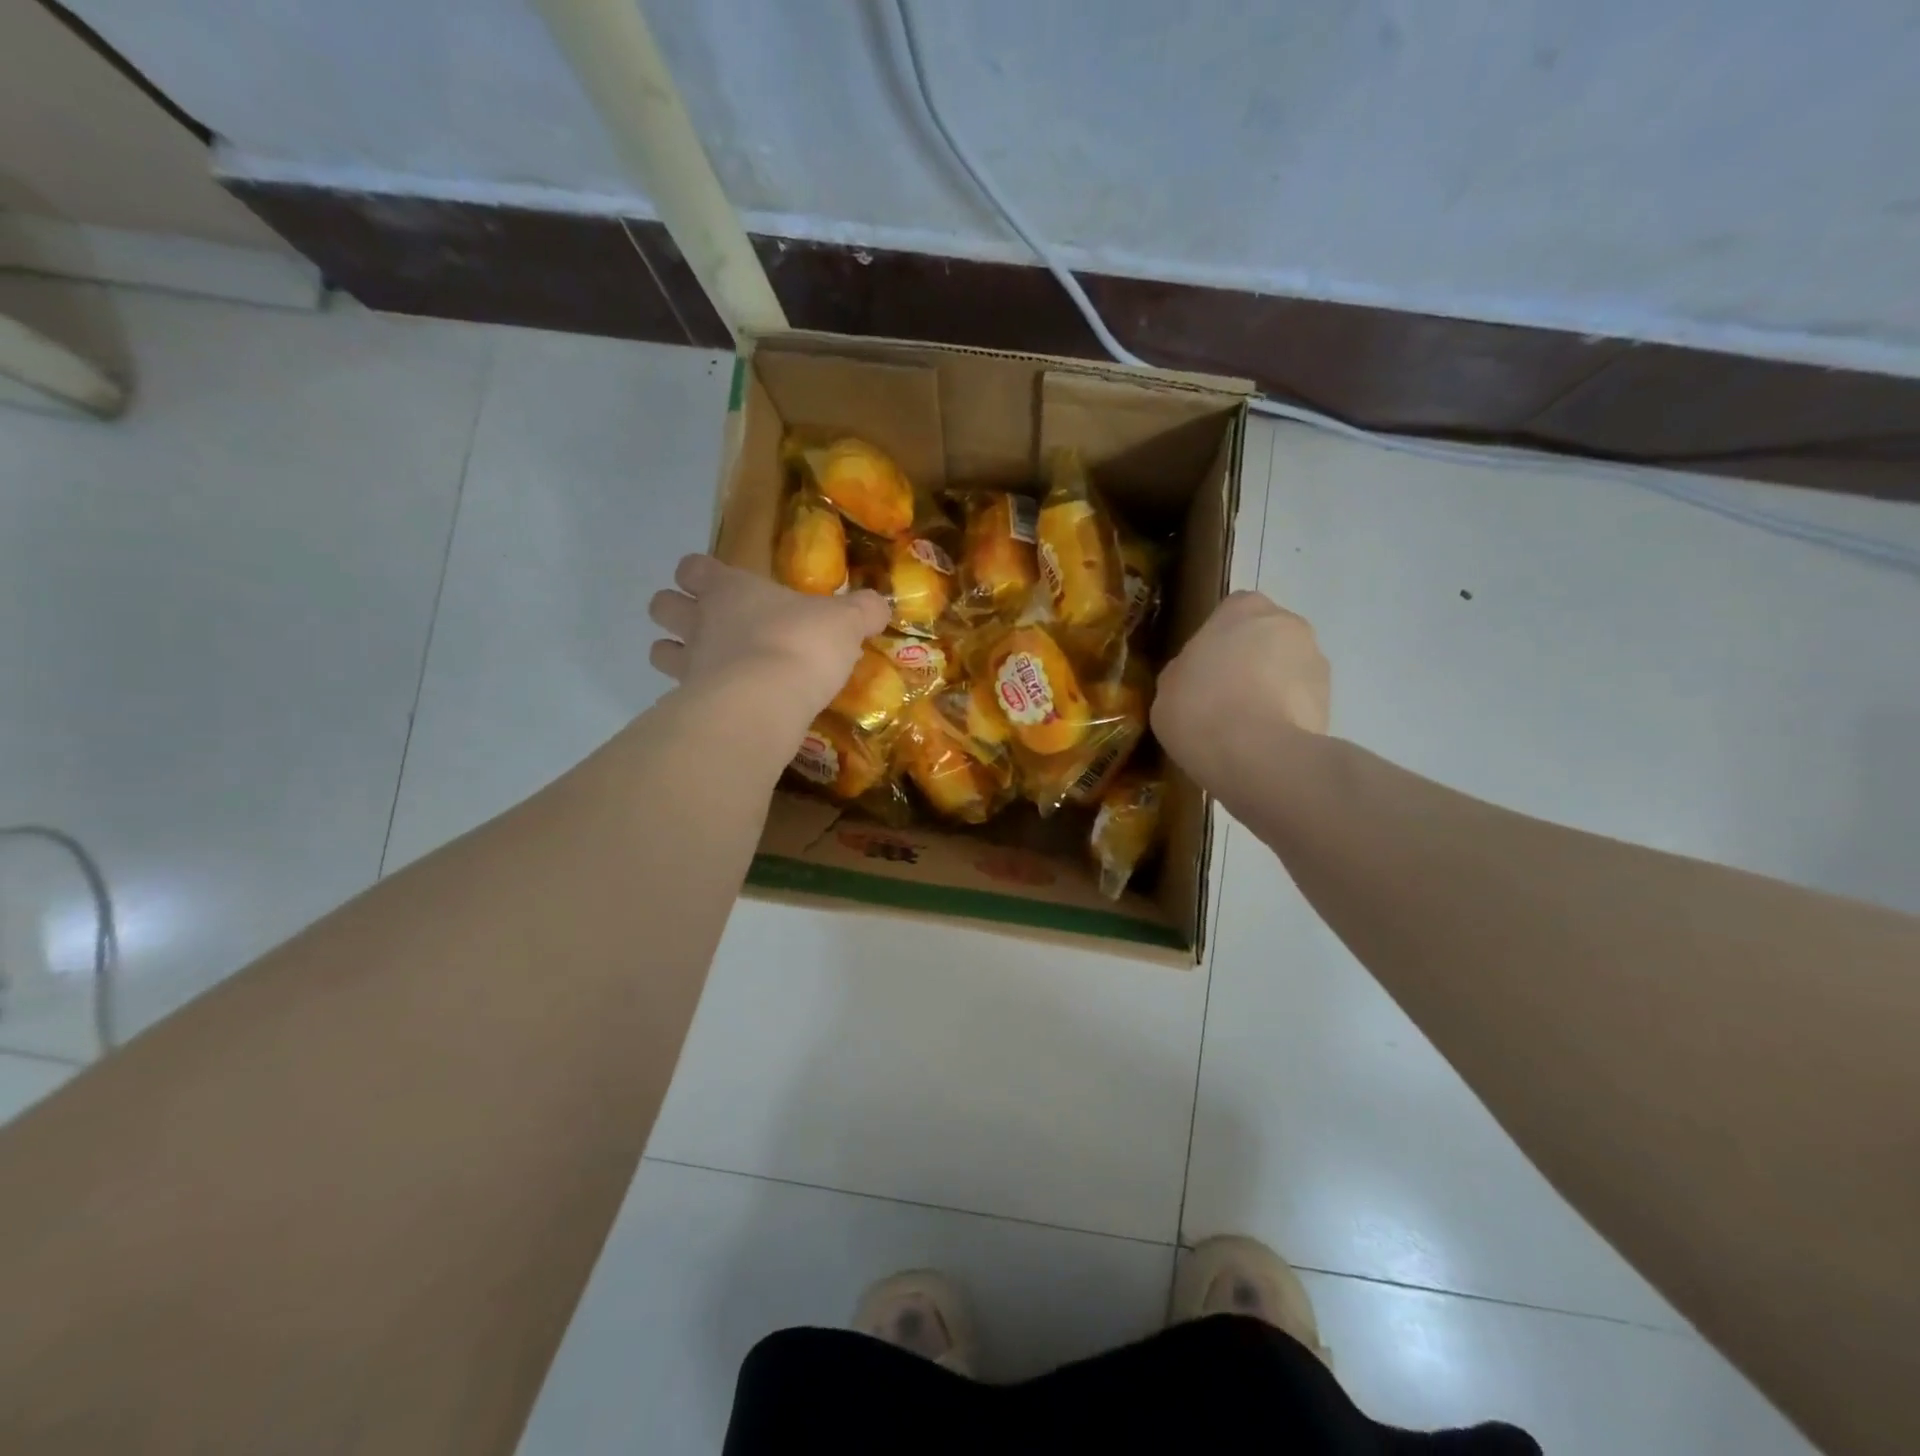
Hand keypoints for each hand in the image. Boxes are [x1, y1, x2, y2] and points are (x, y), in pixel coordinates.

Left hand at [648, 554, 889, 716]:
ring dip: (676, 656)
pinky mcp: (690, 704)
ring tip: (707, 669)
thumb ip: (862, 611)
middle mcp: (701, 621)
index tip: (718, 584)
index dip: (700, 574)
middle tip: (706, 626)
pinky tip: (724, 707)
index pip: (694, 568)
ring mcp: (689, 664)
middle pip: (663, 606)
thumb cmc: (801, 644)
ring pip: (659, 652)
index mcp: (730, 589)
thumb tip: (879, 604)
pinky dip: (695, 700)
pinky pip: (680, 697)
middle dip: (675, 612)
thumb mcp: (845, 622)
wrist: (766, 701)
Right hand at [1152, 591, 1329, 785]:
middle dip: (1250, 662)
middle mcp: (1288, 623)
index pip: (1231, 613)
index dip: (1217, 642)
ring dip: (1271, 689)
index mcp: (1244, 609)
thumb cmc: (1200, 708)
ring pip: (1287, 669)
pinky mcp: (1331, 701)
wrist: (1256, 755)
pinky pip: (1300, 702)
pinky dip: (1285, 715)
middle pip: (1265, 638)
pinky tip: (1262, 742)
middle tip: (1222, 698)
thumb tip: (1197, 677)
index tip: (1203, 670)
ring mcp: (1316, 661)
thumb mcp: (1168, 687)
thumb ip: (1186, 670)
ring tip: (1244, 727)